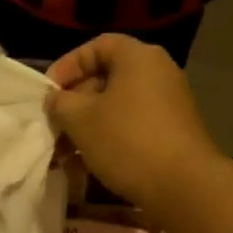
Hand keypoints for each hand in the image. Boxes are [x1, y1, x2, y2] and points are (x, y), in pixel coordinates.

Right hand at [45, 34, 223, 213]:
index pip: (96, 47)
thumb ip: (60, 103)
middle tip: (53, 125)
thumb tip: (55, 99)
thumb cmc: (127, 141)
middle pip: (106, 78)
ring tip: (64, 153)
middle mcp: (158, 73)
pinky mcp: (172, 132)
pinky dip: (108, 139)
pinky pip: (132, 126)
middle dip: (74, 103)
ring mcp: (168, 104)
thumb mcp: (81, 120)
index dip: (67, 66)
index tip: (48, 92)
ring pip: (116, 107)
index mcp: (138, 58)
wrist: (184, 186)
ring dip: (87, 126)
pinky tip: (87, 165)